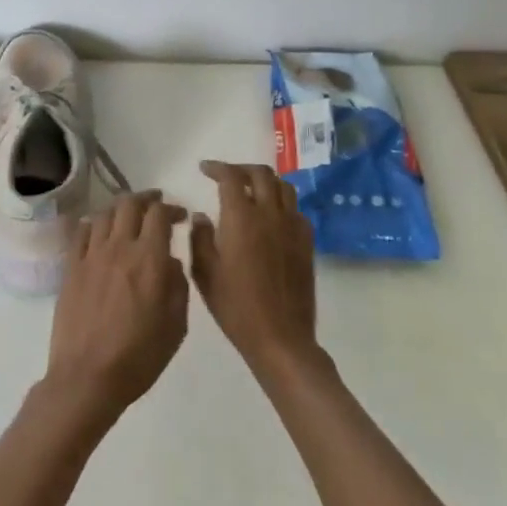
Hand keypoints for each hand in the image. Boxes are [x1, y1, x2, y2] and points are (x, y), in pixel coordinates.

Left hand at [42, 191, 189, 428]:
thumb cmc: (139, 357)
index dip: (172, 209)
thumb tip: (170, 261)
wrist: (88, 377)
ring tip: (129, 217)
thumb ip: (177, 286)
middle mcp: (119, 248)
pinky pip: (82, 232)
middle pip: (130, 204)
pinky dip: (95, 224)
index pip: (159, 214)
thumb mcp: (175, 326)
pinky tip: (100, 231)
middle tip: (156, 206)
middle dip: (147, 199)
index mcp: (149, 259)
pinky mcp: (71, 267)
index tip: (180, 216)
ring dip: (121, 209)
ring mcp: (91, 255)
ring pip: (105, 213)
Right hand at [192, 162, 319, 381]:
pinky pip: (295, 209)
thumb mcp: (205, 273)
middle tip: (227, 176)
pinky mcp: (306, 242)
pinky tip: (270, 217)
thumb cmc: (236, 306)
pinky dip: (281, 203)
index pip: (231, 177)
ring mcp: (293, 227)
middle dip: (242, 169)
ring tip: (251, 190)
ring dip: (265, 181)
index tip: (204, 169)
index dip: (217, 167)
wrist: (280, 338)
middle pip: (261, 174)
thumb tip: (201, 216)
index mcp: (242, 218)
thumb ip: (200, 238)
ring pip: (283, 187)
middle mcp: (270, 214)